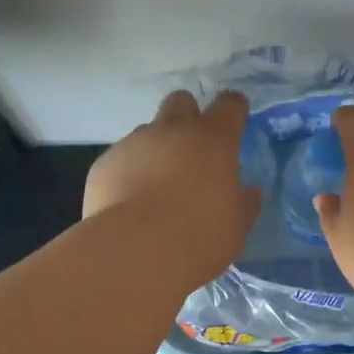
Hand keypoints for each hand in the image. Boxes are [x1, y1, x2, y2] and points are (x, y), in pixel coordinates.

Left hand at [84, 90, 259, 287]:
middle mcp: (172, 131)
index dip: (234, 109)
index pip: (229, 105)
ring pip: (148, 132)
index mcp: (213, 140)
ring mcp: (133, 144)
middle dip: (188, 116)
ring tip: (156, 188)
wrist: (135, 252)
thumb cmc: (199, 237)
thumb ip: (244, 203)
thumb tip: (248, 191)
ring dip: (156, 150)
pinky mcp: (104, 164)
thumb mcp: (236, 226)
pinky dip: (129, 174)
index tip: (236, 119)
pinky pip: (121, 160)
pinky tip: (129, 204)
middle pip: (181, 101)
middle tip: (192, 149)